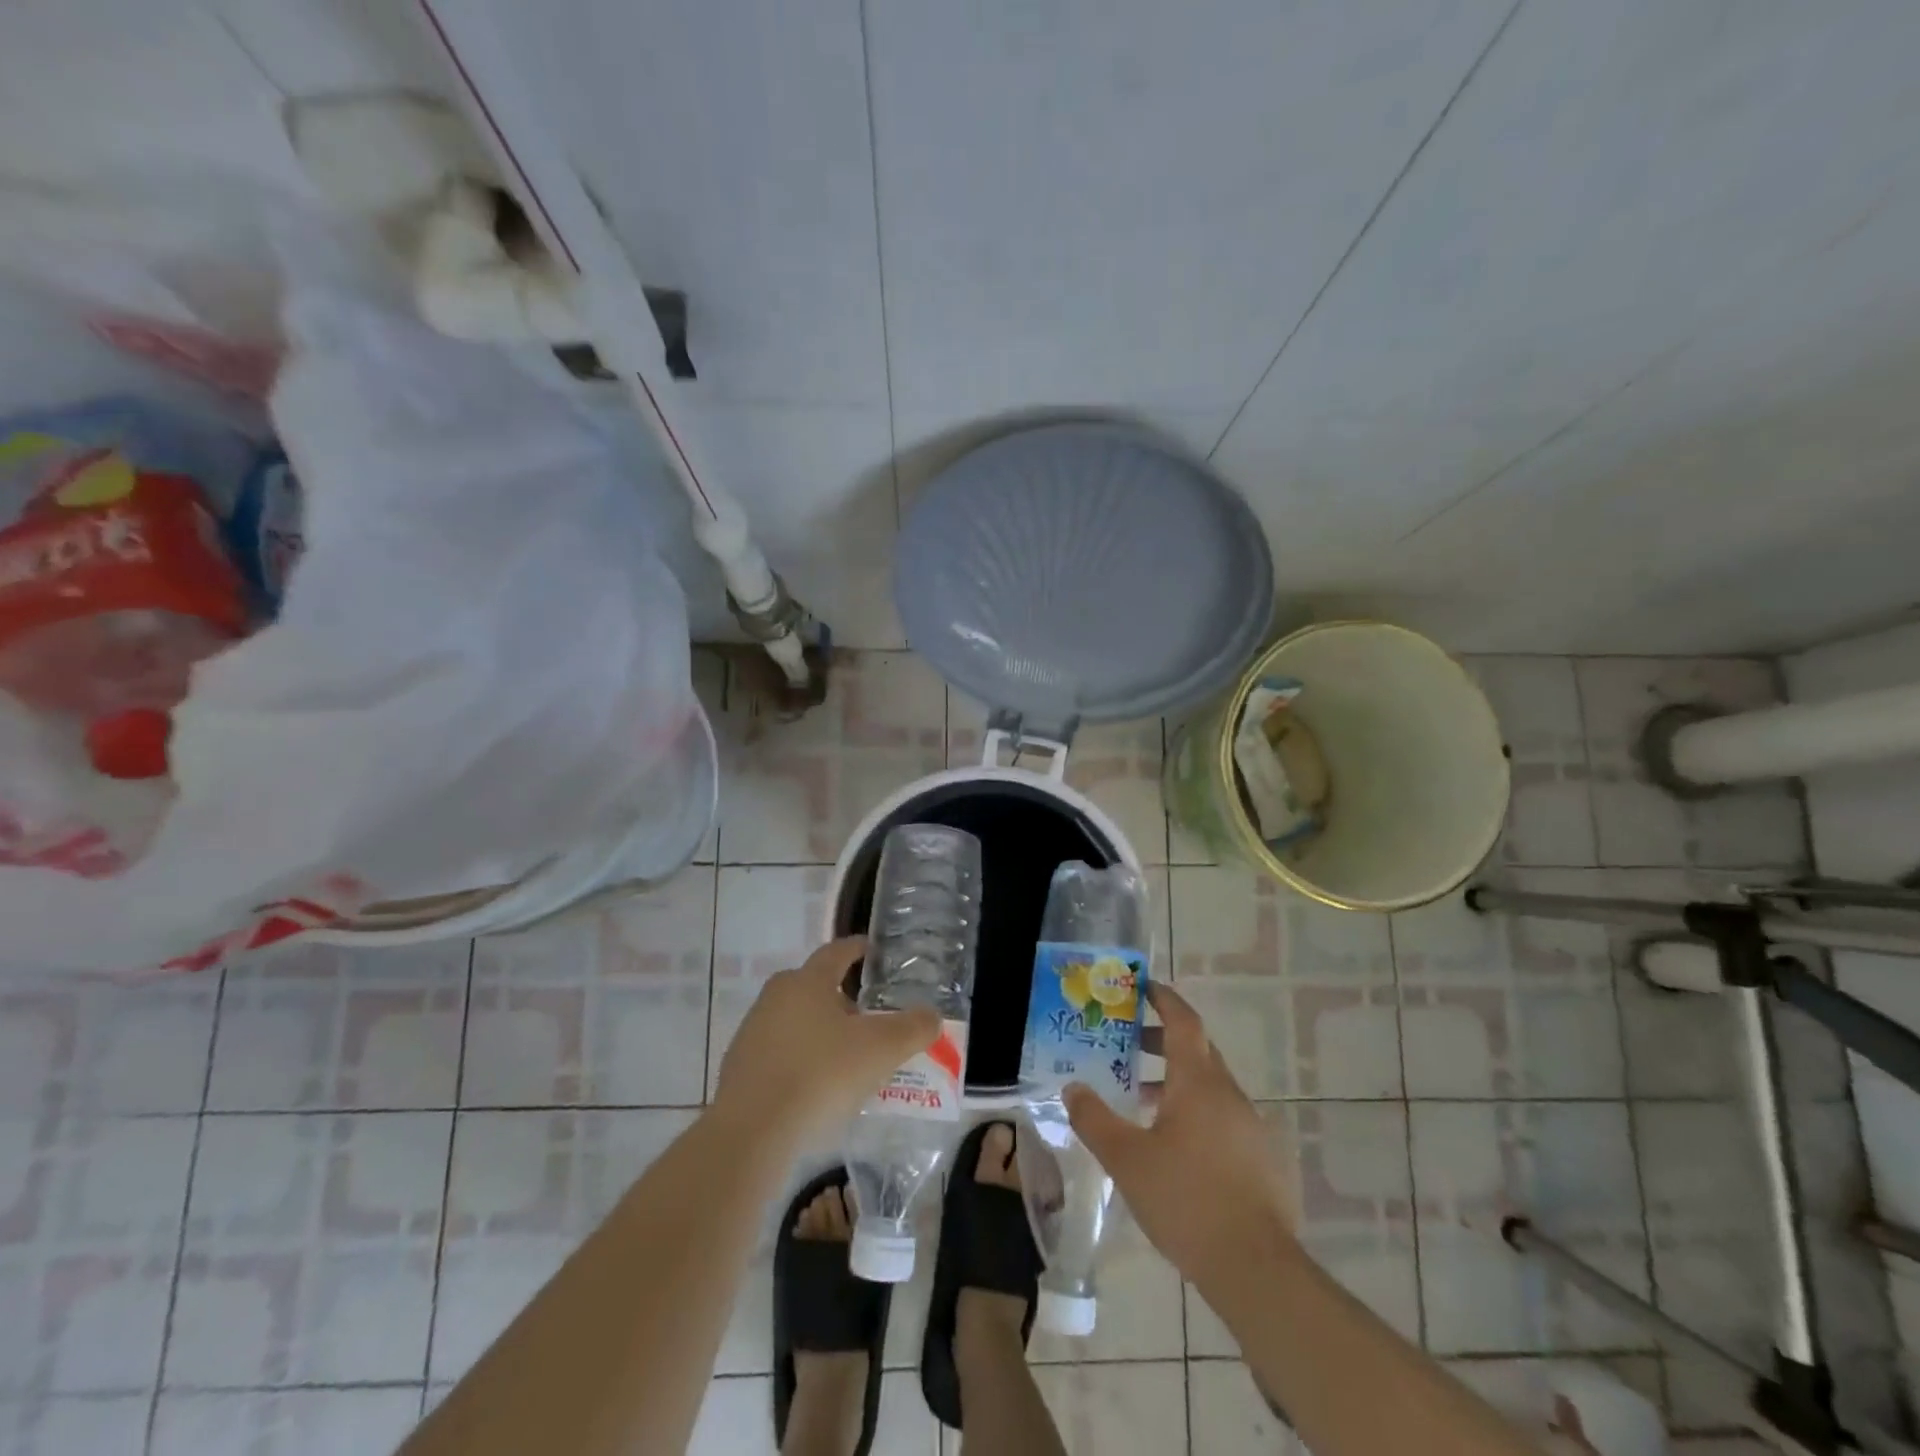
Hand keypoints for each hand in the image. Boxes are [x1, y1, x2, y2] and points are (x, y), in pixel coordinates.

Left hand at [712, 937, 940, 1147]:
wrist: (751, 1136)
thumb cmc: (821, 1076)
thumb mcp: (881, 1050)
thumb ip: (913, 1028)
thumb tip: (931, 1016)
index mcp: (807, 981)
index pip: (837, 952)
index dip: (859, 949)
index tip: (874, 951)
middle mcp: (775, 997)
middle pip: (815, 987)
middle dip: (843, 998)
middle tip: (871, 1016)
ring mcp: (752, 1033)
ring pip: (797, 1021)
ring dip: (822, 1032)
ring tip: (849, 1058)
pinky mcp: (739, 1070)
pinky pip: (781, 1054)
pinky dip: (802, 1061)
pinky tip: (819, 1088)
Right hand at [1064, 982, 1295, 1291]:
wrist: (1256, 1268)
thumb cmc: (1186, 1200)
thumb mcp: (1126, 1160)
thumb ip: (1095, 1120)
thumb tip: (1073, 1088)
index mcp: (1198, 1083)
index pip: (1184, 1022)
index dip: (1164, 999)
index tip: (1143, 987)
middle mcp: (1229, 1094)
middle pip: (1197, 1051)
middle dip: (1163, 1041)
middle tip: (1129, 1043)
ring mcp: (1251, 1127)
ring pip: (1210, 1088)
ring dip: (1177, 1082)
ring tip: (1142, 1100)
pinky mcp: (1263, 1160)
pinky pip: (1224, 1118)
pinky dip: (1197, 1113)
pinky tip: (1176, 1148)